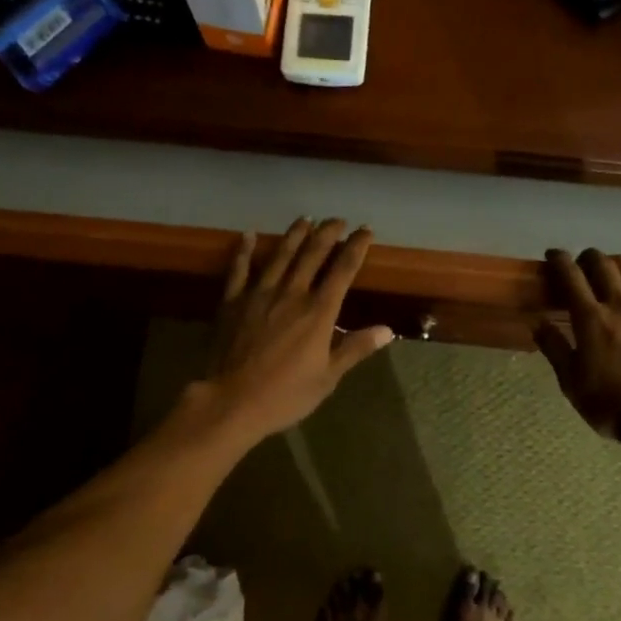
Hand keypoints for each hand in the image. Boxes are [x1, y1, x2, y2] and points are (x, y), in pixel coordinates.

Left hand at [198, 218, 395, 442]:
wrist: (233, 401)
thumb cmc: (286, 394)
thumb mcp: (328, 377)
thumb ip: (355, 348)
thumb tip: (387, 330)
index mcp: (319, 312)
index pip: (343, 271)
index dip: (356, 248)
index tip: (366, 231)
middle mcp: (292, 294)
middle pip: (312, 254)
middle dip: (328, 233)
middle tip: (338, 219)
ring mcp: (259, 294)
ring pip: (280, 255)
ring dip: (294, 235)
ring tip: (305, 218)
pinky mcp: (232, 302)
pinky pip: (239, 269)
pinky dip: (244, 250)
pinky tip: (247, 234)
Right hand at [533, 248, 620, 442]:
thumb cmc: (611, 404)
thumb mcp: (571, 383)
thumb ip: (554, 348)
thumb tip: (537, 322)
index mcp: (590, 319)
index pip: (570, 276)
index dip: (559, 260)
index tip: (552, 255)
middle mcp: (619, 305)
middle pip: (602, 265)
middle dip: (588, 257)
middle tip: (580, 263)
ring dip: (615, 262)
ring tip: (609, 268)